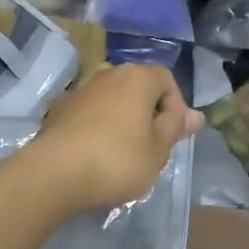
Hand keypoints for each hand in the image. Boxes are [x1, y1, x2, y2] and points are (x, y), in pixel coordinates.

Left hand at [33, 63, 200, 210]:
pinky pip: (89, 114)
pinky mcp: (59, 110)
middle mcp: (107, 74)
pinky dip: (98, 128)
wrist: (54, 174)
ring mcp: (79, 90)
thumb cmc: (118, 160)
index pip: (166, 79)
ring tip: (123, 153)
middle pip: (137, 87)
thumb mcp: (158, 150)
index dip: (175, 107)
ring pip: (112, 100)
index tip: (172, 137)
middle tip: (151, 146)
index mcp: (137, 77)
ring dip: (122, 120)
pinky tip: (95, 155)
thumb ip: (175, 128)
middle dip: (148, 113)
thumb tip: (195, 115)